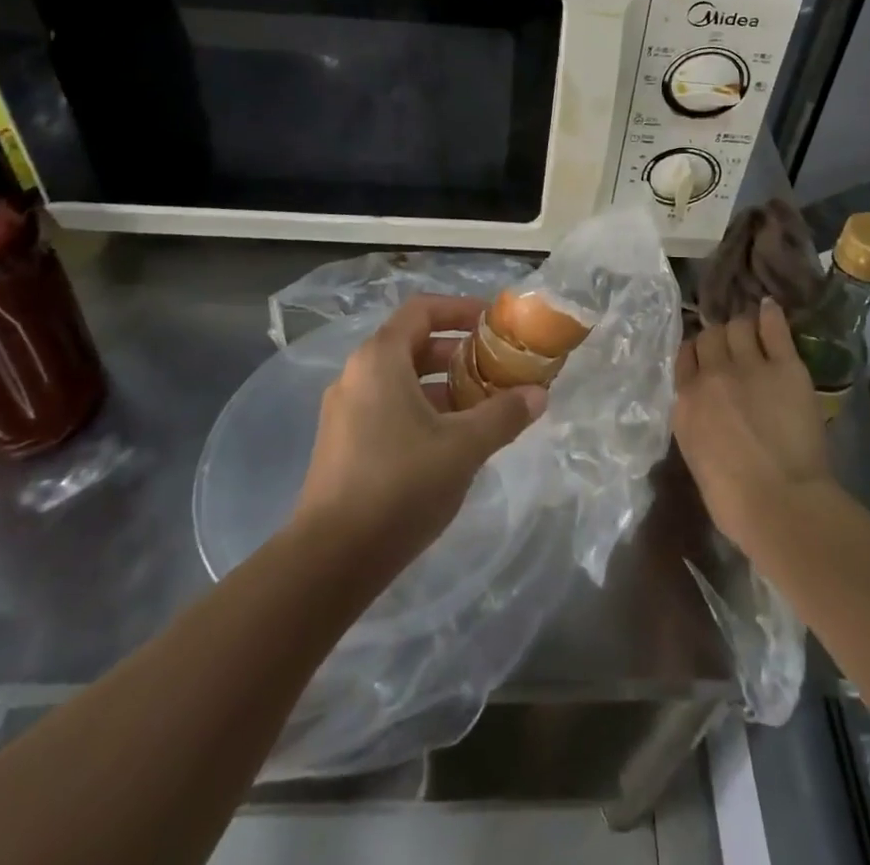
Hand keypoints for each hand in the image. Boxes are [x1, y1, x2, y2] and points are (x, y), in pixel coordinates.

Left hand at [293, 295, 546, 577]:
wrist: (330, 560)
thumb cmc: (400, 485)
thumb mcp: (463, 447)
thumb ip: (503, 415)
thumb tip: (539, 394)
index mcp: (379, 359)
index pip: (422, 310)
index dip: (460, 309)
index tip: (494, 324)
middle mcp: (357, 375)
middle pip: (413, 344)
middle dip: (458, 353)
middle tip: (497, 368)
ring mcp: (345, 410)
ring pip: (402, 380)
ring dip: (443, 386)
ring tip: (483, 407)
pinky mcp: (343, 443)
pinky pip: (388, 407)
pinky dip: (422, 410)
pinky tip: (452, 442)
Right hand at [674, 298, 834, 554]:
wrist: (780, 504)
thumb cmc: (733, 501)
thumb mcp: (697, 458)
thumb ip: (696, 423)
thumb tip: (706, 412)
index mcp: (686, 401)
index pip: (685, 356)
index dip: (696, 351)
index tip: (706, 355)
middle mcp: (712, 375)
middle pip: (710, 336)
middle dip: (719, 337)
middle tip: (732, 344)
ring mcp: (749, 366)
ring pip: (738, 326)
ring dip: (743, 326)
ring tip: (751, 328)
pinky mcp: (785, 367)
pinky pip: (774, 328)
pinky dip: (770, 315)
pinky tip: (770, 307)